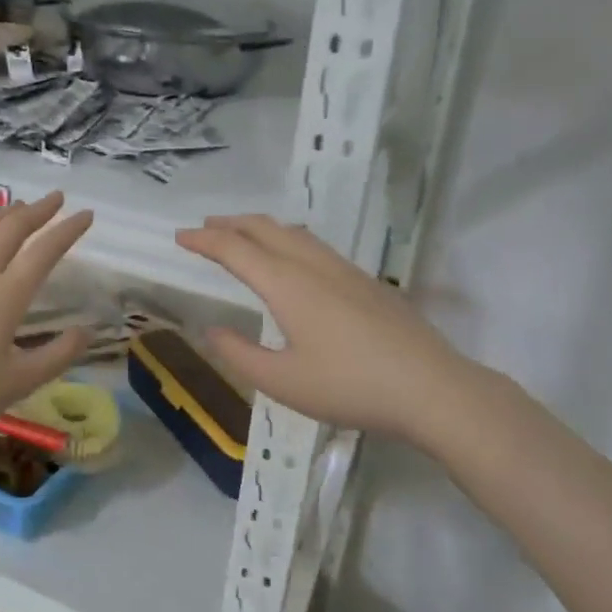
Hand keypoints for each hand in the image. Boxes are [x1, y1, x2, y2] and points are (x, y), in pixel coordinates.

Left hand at [0, 192, 93, 440]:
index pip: (45, 252)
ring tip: (13, 209)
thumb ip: (57, 356)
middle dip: (37, 210)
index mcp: (6, 296)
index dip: (68, 230)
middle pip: (10, 230)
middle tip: (54, 198)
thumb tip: (87, 332)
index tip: (86, 214)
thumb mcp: (17, 384)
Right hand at [175, 214, 480, 443]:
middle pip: (266, 229)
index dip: (205, 241)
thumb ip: (240, 355)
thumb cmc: (349, 386)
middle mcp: (314, 266)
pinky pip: (316, 246)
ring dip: (262, 227)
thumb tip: (212, 331)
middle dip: (231, 224)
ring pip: (295, 233)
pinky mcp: (368, 282)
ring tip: (244, 234)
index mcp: (287, 284)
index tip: (181, 237)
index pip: (236, 250)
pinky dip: (289, 239)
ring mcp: (345, 270)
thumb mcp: (283, 382)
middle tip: (206, 226)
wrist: (430, 387)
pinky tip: (295, 259)